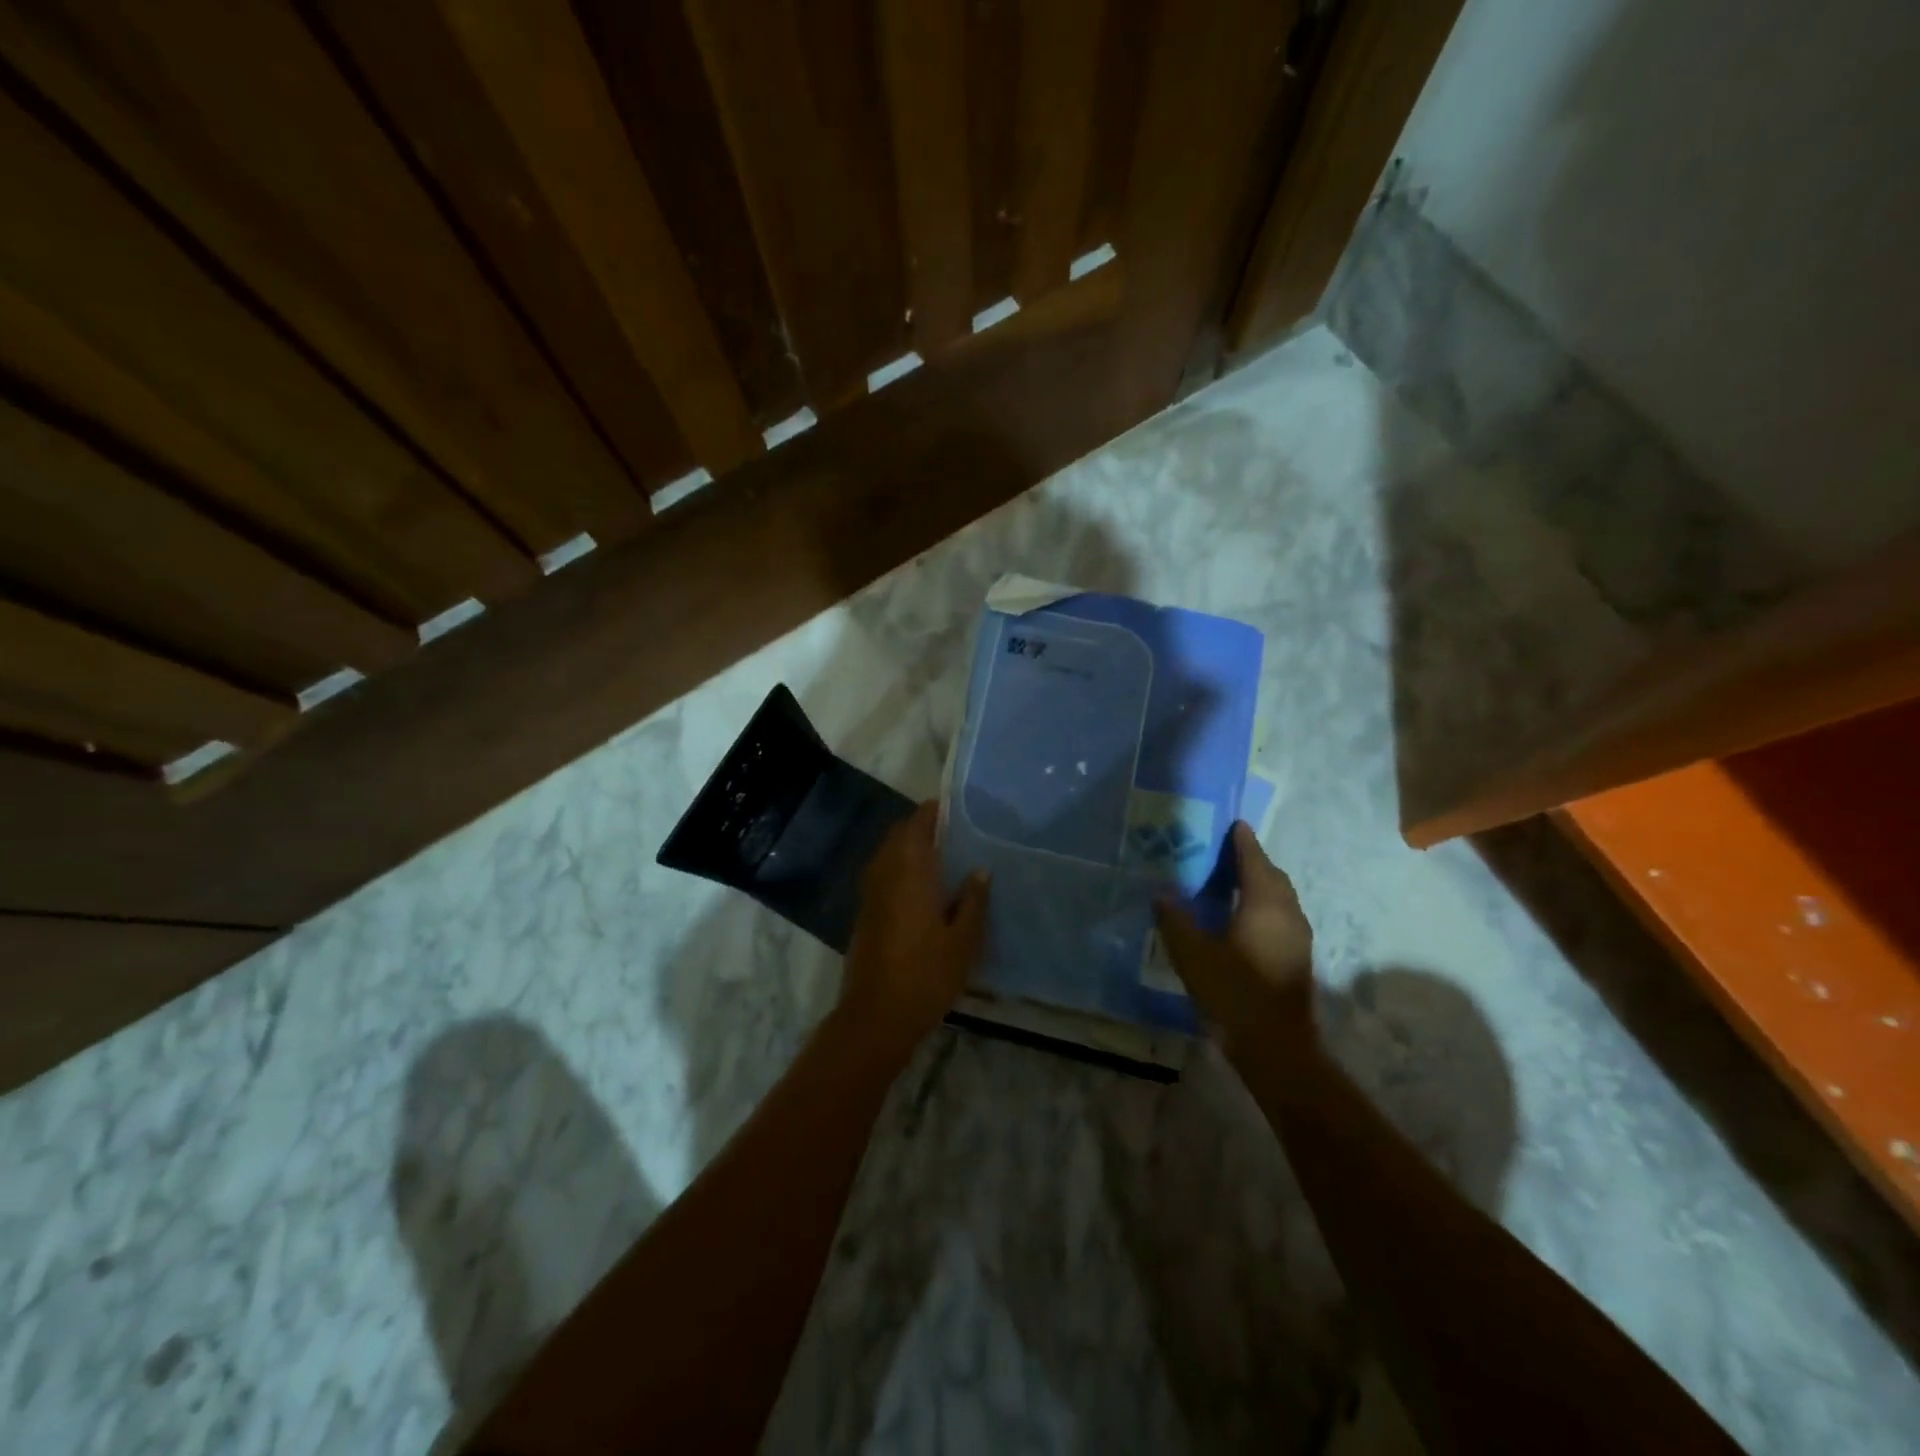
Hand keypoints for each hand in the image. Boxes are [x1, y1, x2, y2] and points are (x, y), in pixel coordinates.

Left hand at [840, 802, 988, 1054]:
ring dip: (906, 847)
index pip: (917, 826)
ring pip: (886, 854)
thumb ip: (973, 901)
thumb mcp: (963, 941)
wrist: (875, 1016)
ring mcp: (870, 894)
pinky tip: (918, 887)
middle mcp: (885, 875)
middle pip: (897, 835)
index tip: (952, 808)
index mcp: (911, 873)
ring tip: (937, 856)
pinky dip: (896, 867)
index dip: (932, 812)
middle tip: (949, 832)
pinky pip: (880, 874)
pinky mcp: (864, 914)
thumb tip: (980, 870)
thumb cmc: (926, 976)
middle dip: (919, 826)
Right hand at [1154, 821, 1315, 1057]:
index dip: (1243, 842)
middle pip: (1273, 877)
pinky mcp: (1296, 959)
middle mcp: (1287, 914)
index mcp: (1265, 904)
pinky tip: (1241, 918)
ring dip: (1260, 884)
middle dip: (1253, 861)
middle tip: (1227, 852)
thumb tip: (1162, 892)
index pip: (1254, 861)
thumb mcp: (1193, 955)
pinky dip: (1263, 905)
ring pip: (1280, 898)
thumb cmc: (1235, 993)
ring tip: (1231, 881)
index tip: (1234, 824)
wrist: (1276, 1048)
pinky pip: (1280, 916)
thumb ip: (1175, 920)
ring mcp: (1297, 938)